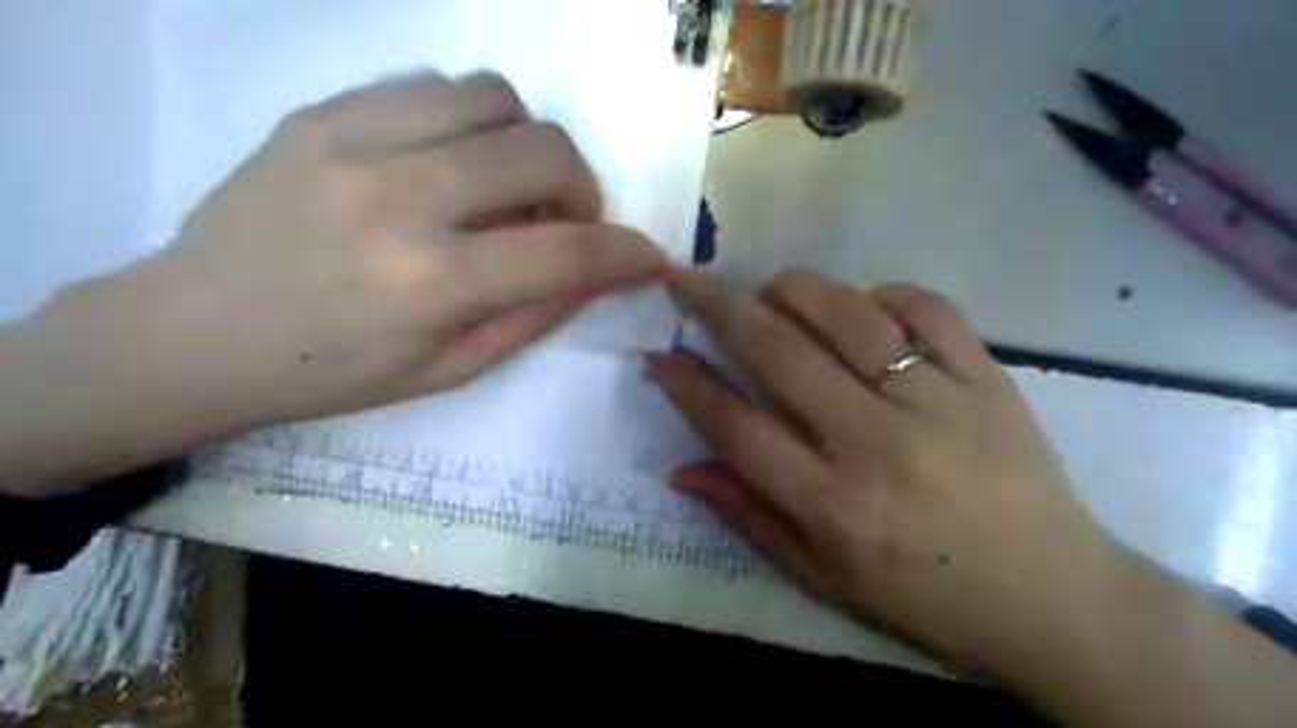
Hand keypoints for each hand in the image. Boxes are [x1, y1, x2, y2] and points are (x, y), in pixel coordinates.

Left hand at [0, 71, 667, 493]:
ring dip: (528, 144)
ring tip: (509, 185)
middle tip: (569, 220)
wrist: (194, 330)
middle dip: (584, 189)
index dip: (625, 254)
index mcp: (430, 284)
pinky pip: (434, 87)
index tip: (650, 256)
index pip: (565, 254)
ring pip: (495, 98)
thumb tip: (594, 274)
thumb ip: (531, 316)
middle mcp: (399, 199)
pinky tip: (455, 161)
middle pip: (543, 152)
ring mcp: (354, 141)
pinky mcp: (323, 112)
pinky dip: (472, 122)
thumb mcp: (447, 370)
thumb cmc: (330, 372)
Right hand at [653, 269, 1121, 676]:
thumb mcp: (824, 578)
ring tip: (769, 289)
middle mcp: (879, 445)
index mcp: (835, 507)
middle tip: (685, 278)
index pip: (738, 428)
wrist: (1053, 598)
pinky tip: (861, 305)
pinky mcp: (990, 378)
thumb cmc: (925, 595)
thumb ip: (749, 517)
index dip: (689, 386)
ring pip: (848, 315)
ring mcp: (940, 402)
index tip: (661, 355)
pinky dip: (882, 293)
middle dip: (718, 307)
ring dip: (794, 290)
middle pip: (780, 354)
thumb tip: (681, 470)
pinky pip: (927, 308)